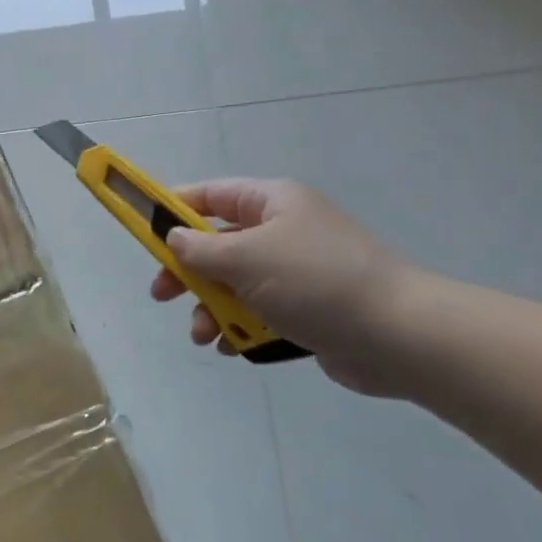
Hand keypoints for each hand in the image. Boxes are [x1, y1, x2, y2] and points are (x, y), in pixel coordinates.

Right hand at [149, 178, 413, 395]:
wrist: (398, 335)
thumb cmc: (316, 281)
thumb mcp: (248, 258)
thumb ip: (201, 249)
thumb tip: (174, 238)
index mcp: (272, 202)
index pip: (211, 195)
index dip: (174, 209)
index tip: (143, 230)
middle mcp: (283, 230)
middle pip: (219, 243)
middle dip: (188, 271)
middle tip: (162, 294)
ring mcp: (297, 271)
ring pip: (236, 283)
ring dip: (212, 307)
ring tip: (204, 335)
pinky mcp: (308, 309)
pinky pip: (260, 311)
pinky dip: (241, 327)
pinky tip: (232, 347)